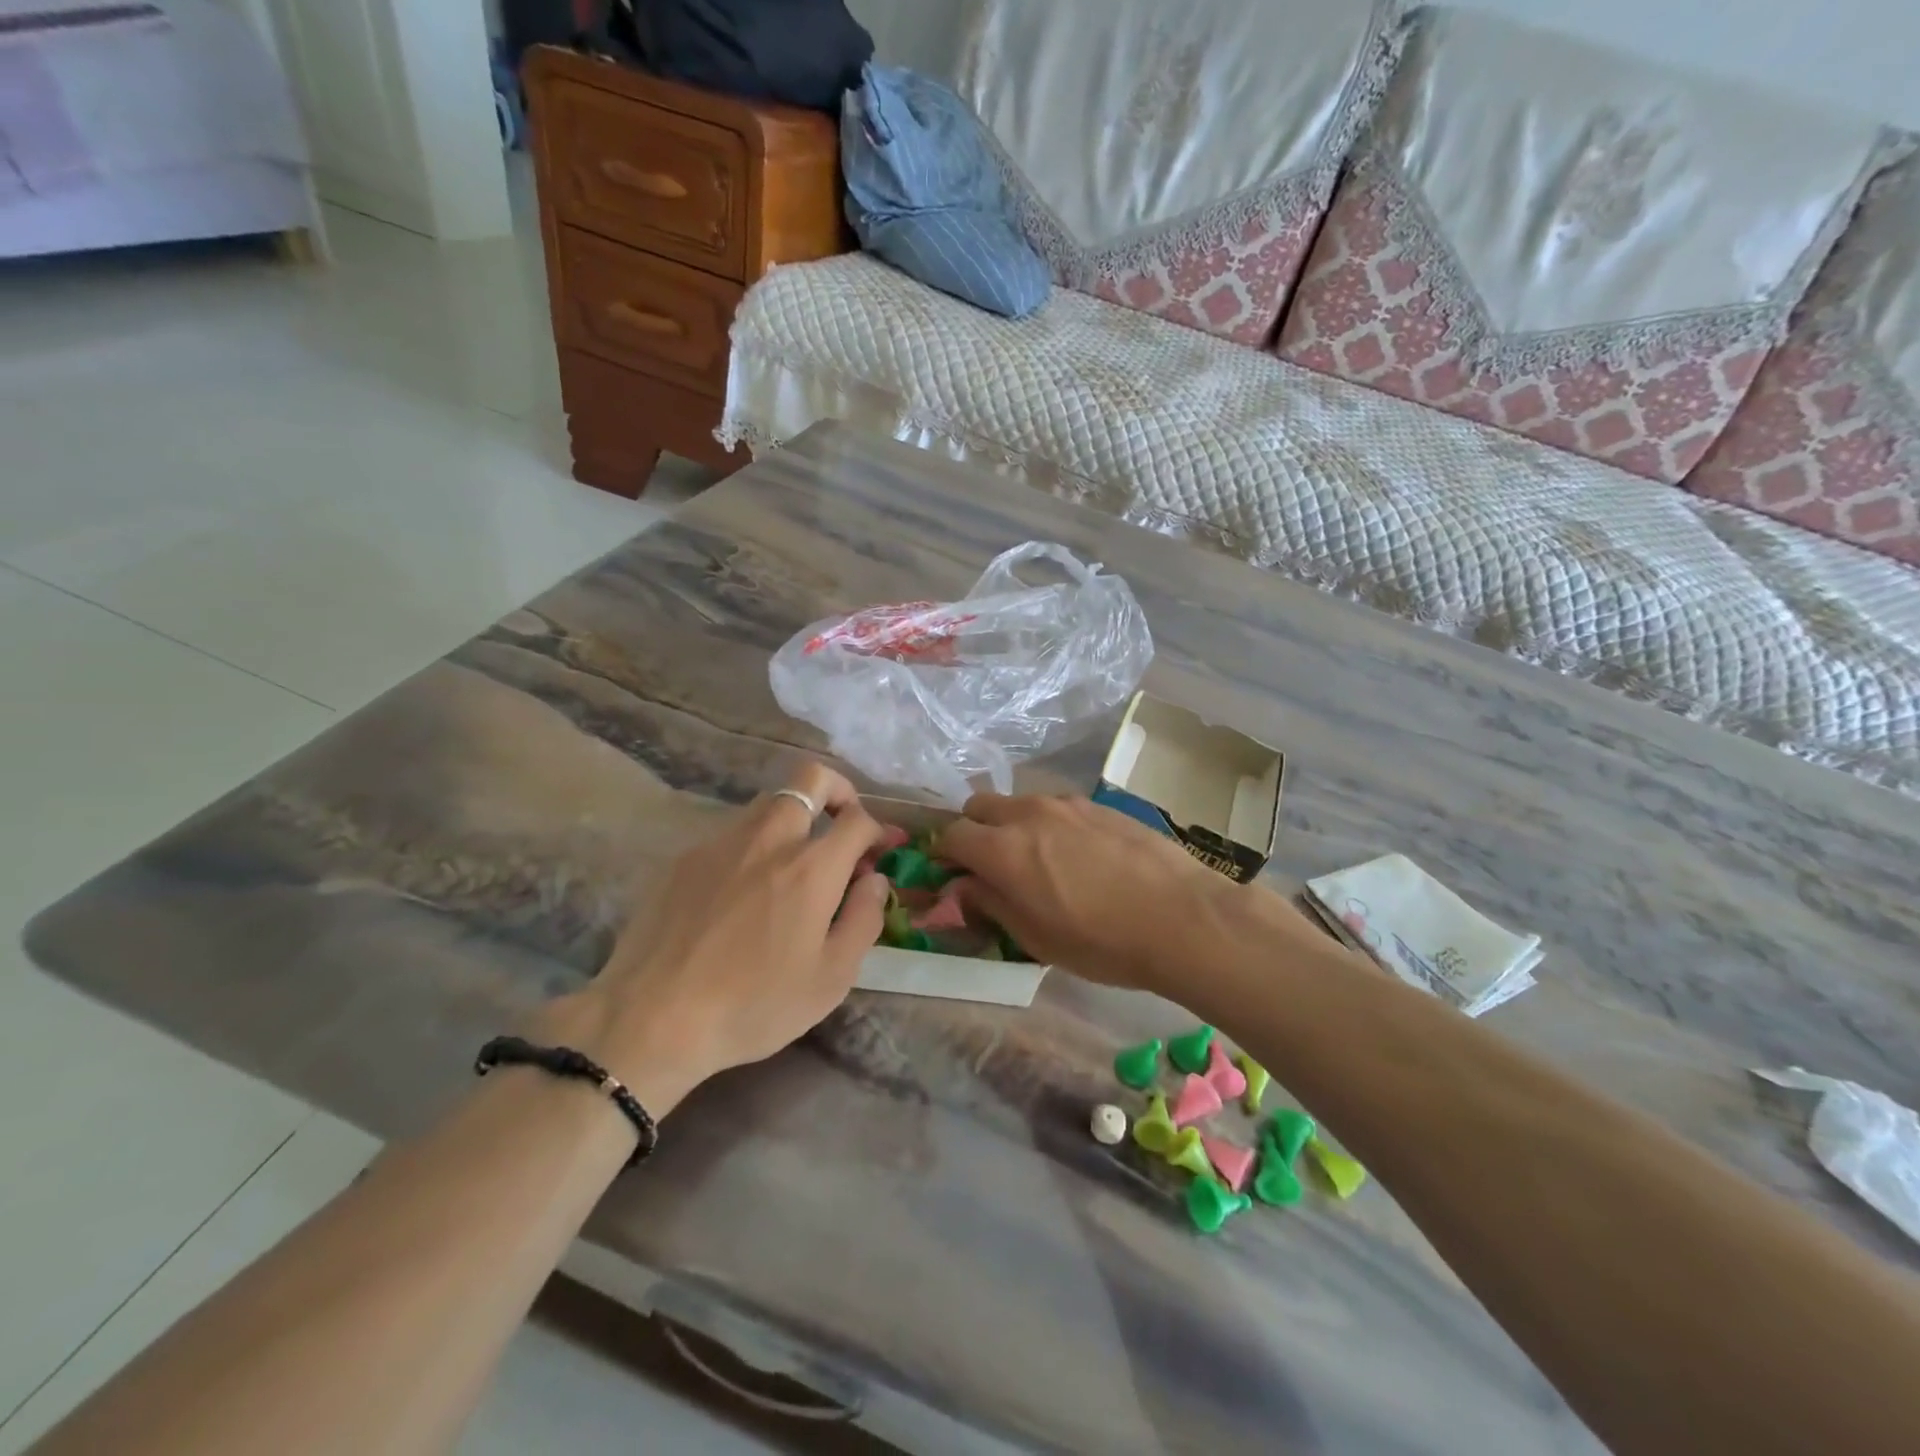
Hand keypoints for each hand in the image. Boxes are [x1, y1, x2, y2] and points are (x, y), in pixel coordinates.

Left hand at [537, 762, 888, 1115]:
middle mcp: (770, 838)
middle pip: (810, 780)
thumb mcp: (831, 978)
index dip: (878, 828)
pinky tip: (745, 892)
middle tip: (842, 827)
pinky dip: (754, 845)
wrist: (652, 1018)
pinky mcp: (686, 858)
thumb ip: (864, 919)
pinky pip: (733, 833)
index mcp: (812, 867)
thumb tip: (875, 880)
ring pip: (769, 802)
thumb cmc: (754, 1004)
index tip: (880, 850)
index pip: (858, 818)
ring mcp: (722, 842)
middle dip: (838, 792)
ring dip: (795, 817)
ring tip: (794, 864)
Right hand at [939, 793, 1244, 992]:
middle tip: (990, 865)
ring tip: (1039, 861)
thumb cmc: (1102, 941)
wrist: (1183, 917)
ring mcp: (1066, 803)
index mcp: (1003, 849)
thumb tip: (964, 886)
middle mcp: (1028, 814)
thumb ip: (991, 904)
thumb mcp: (1035, 938)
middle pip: (979, 806)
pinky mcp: (1098, 804)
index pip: (952, 835)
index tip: (950, 874)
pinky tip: (1078, 855)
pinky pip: (1056, 807)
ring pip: (1019, 804)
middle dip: (974, 831)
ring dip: (1013, 825)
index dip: (944, 855)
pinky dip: (1049, 824)